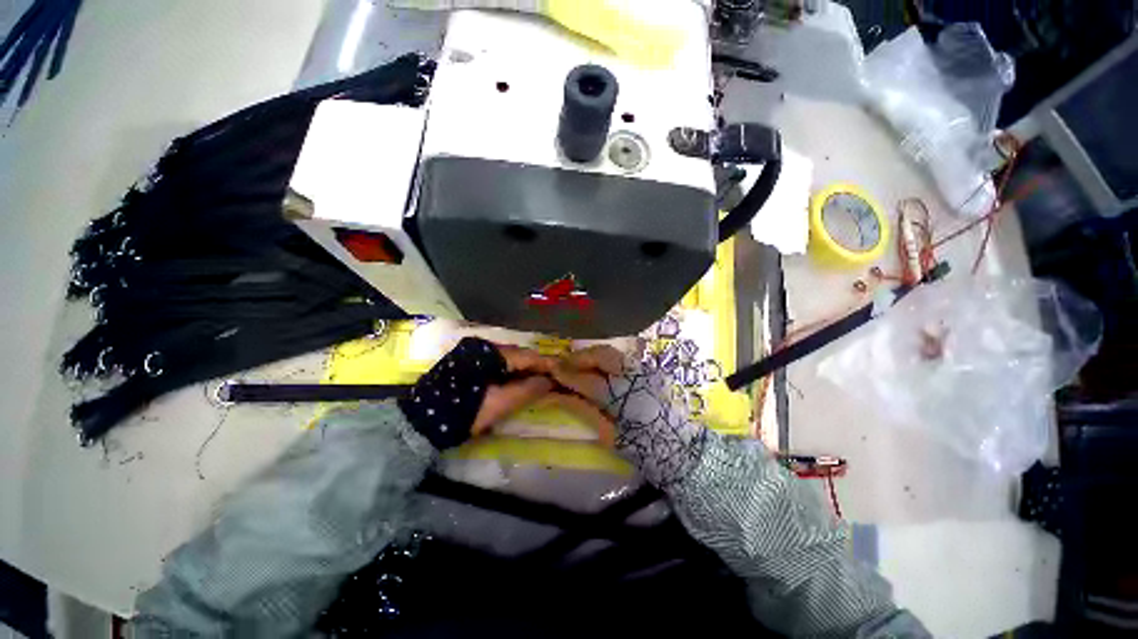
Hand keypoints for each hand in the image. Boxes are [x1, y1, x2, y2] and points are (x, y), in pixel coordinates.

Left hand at [471, 345, 554, 435]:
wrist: (422, 422)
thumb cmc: (464, 413)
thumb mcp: (500, 404)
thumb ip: (528, 390)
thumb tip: (550, 381)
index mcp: (490, 352)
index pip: (527, 355)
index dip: (546, 365)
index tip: (562, 373)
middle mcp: (481, 344)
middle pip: (517, 354)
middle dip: (534, 367)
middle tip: (550, 380)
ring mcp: (471, 350)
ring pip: (506, 357)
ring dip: (521, 369)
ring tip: (536, 382)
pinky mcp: (465, 359)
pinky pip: (495, 361)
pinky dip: (508, 371)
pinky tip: (514, 381)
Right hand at [551, 345, 706, 487]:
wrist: (683, 449)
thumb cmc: (644, 449)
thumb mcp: (609, 435)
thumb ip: (583, 410)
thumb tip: (555, 396)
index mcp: (622, 397)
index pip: (587, 379)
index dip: (566, 373)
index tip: (551, 370)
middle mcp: (634, 376)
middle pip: (601, 354)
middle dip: (579, 357)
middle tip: (564, 366)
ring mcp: (644, 370)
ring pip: (611, 352)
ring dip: (591, 356)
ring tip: (578, 367)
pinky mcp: (650, 371)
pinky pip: (621, 358)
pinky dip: (604, 360)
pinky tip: (597, 370)